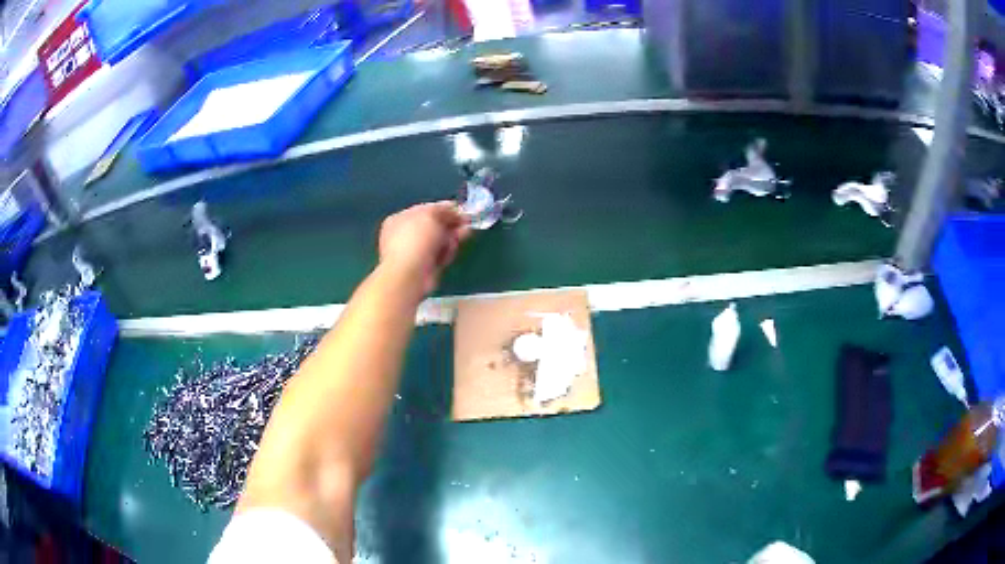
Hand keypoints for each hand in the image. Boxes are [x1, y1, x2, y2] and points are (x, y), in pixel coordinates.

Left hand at [378, 201, 470, 295]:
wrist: (409, 274)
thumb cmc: (415, 240)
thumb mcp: (430, 215)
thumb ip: (442, 209)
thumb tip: (453, 209)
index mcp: (399, 219)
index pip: (425, 210)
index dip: (443, 209)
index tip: (460, 210)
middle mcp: (405, 235)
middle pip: (433, 226)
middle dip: (451, 223)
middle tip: (467, 222)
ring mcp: (415, 252)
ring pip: (438, 241)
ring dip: (452, 237)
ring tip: (463, 235)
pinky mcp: (425, 267)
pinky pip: (440, 255)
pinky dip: (448, 251)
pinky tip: (453, 249)